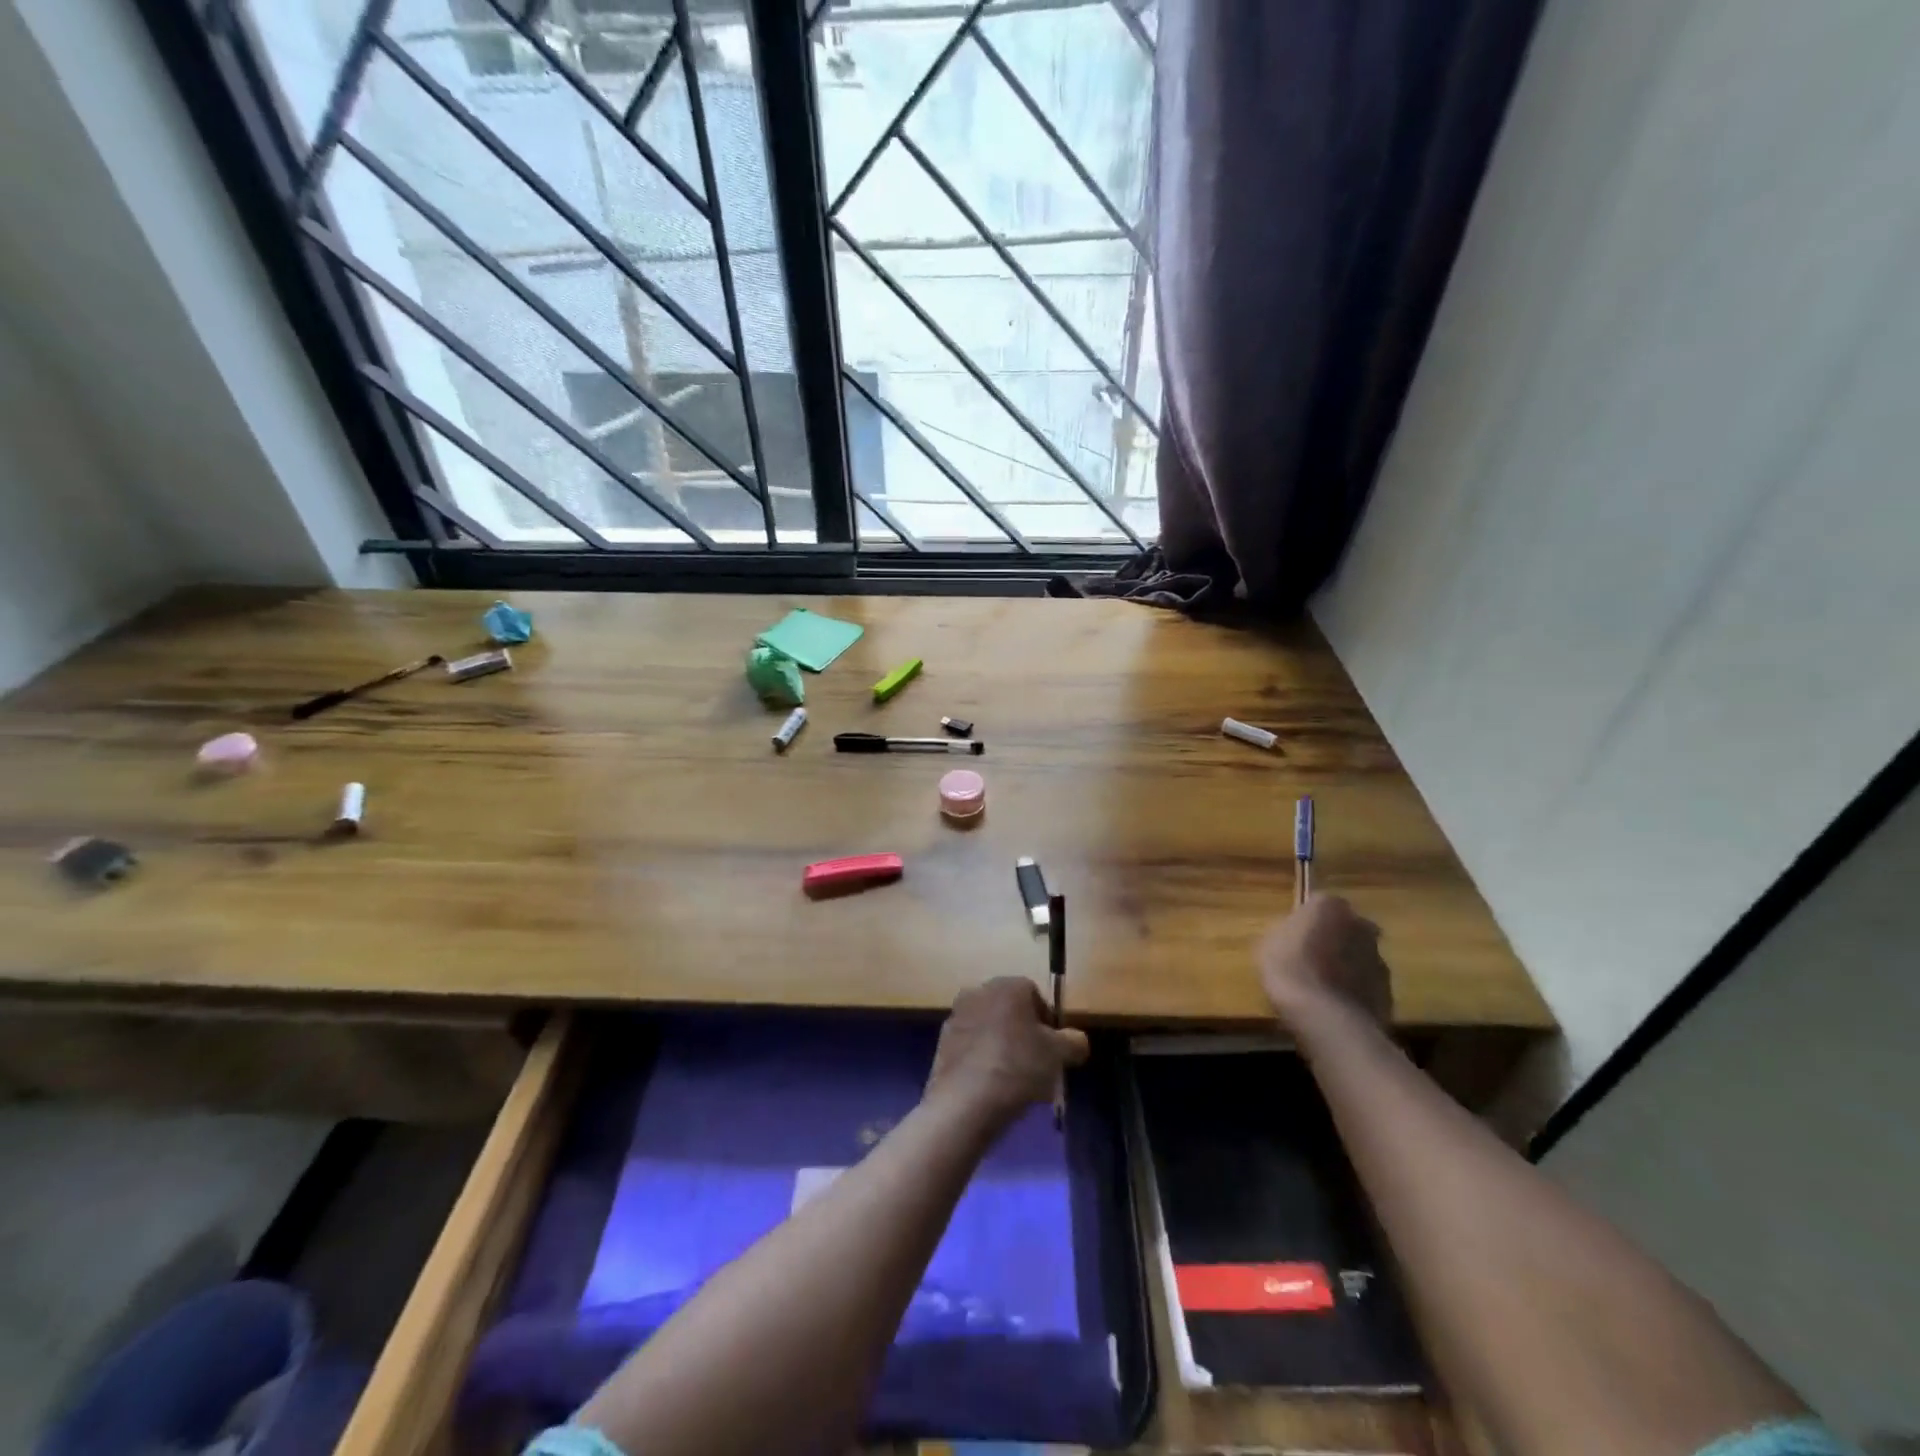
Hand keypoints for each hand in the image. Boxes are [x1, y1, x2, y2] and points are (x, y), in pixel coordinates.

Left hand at [925, 976, 1089, 1128]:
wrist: (965, 1102)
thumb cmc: (1018, 1067)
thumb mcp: (1059, 1055)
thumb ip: (1075, 1042)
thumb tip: (1076, 1041)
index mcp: (1007, 985)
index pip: (1035, 995)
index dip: (1049, 1023)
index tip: (1054, 1051)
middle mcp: (979, 991)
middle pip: (1011, 1011)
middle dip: (1025, 1034)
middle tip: (1037, 1066)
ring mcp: (956, 1016)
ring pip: (990, 1029)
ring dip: (1003, 1047)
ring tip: (1014, 1082)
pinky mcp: (942, 1042)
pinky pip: (972, 1047)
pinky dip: (983, 1060)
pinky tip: (991, 1087)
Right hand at [1259, 894, 1391, 1033]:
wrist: (1327, 1019)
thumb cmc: (1290, 970)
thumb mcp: (1270, 943)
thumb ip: (1289, 931)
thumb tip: (1297, 932)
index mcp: (1330, 906)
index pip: (1319, 902)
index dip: (1307, 919)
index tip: (1295, 936)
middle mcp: (1361, 925)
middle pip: (1346, 927)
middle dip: (1333, 938)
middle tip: (1311, 958)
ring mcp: (1379, 958)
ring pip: (1359, 955)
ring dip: (1345, 965)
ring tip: (1322, 987)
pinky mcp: (1389, 990)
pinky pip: (1366, 983)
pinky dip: (1354, 989)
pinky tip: (1335, 1005)